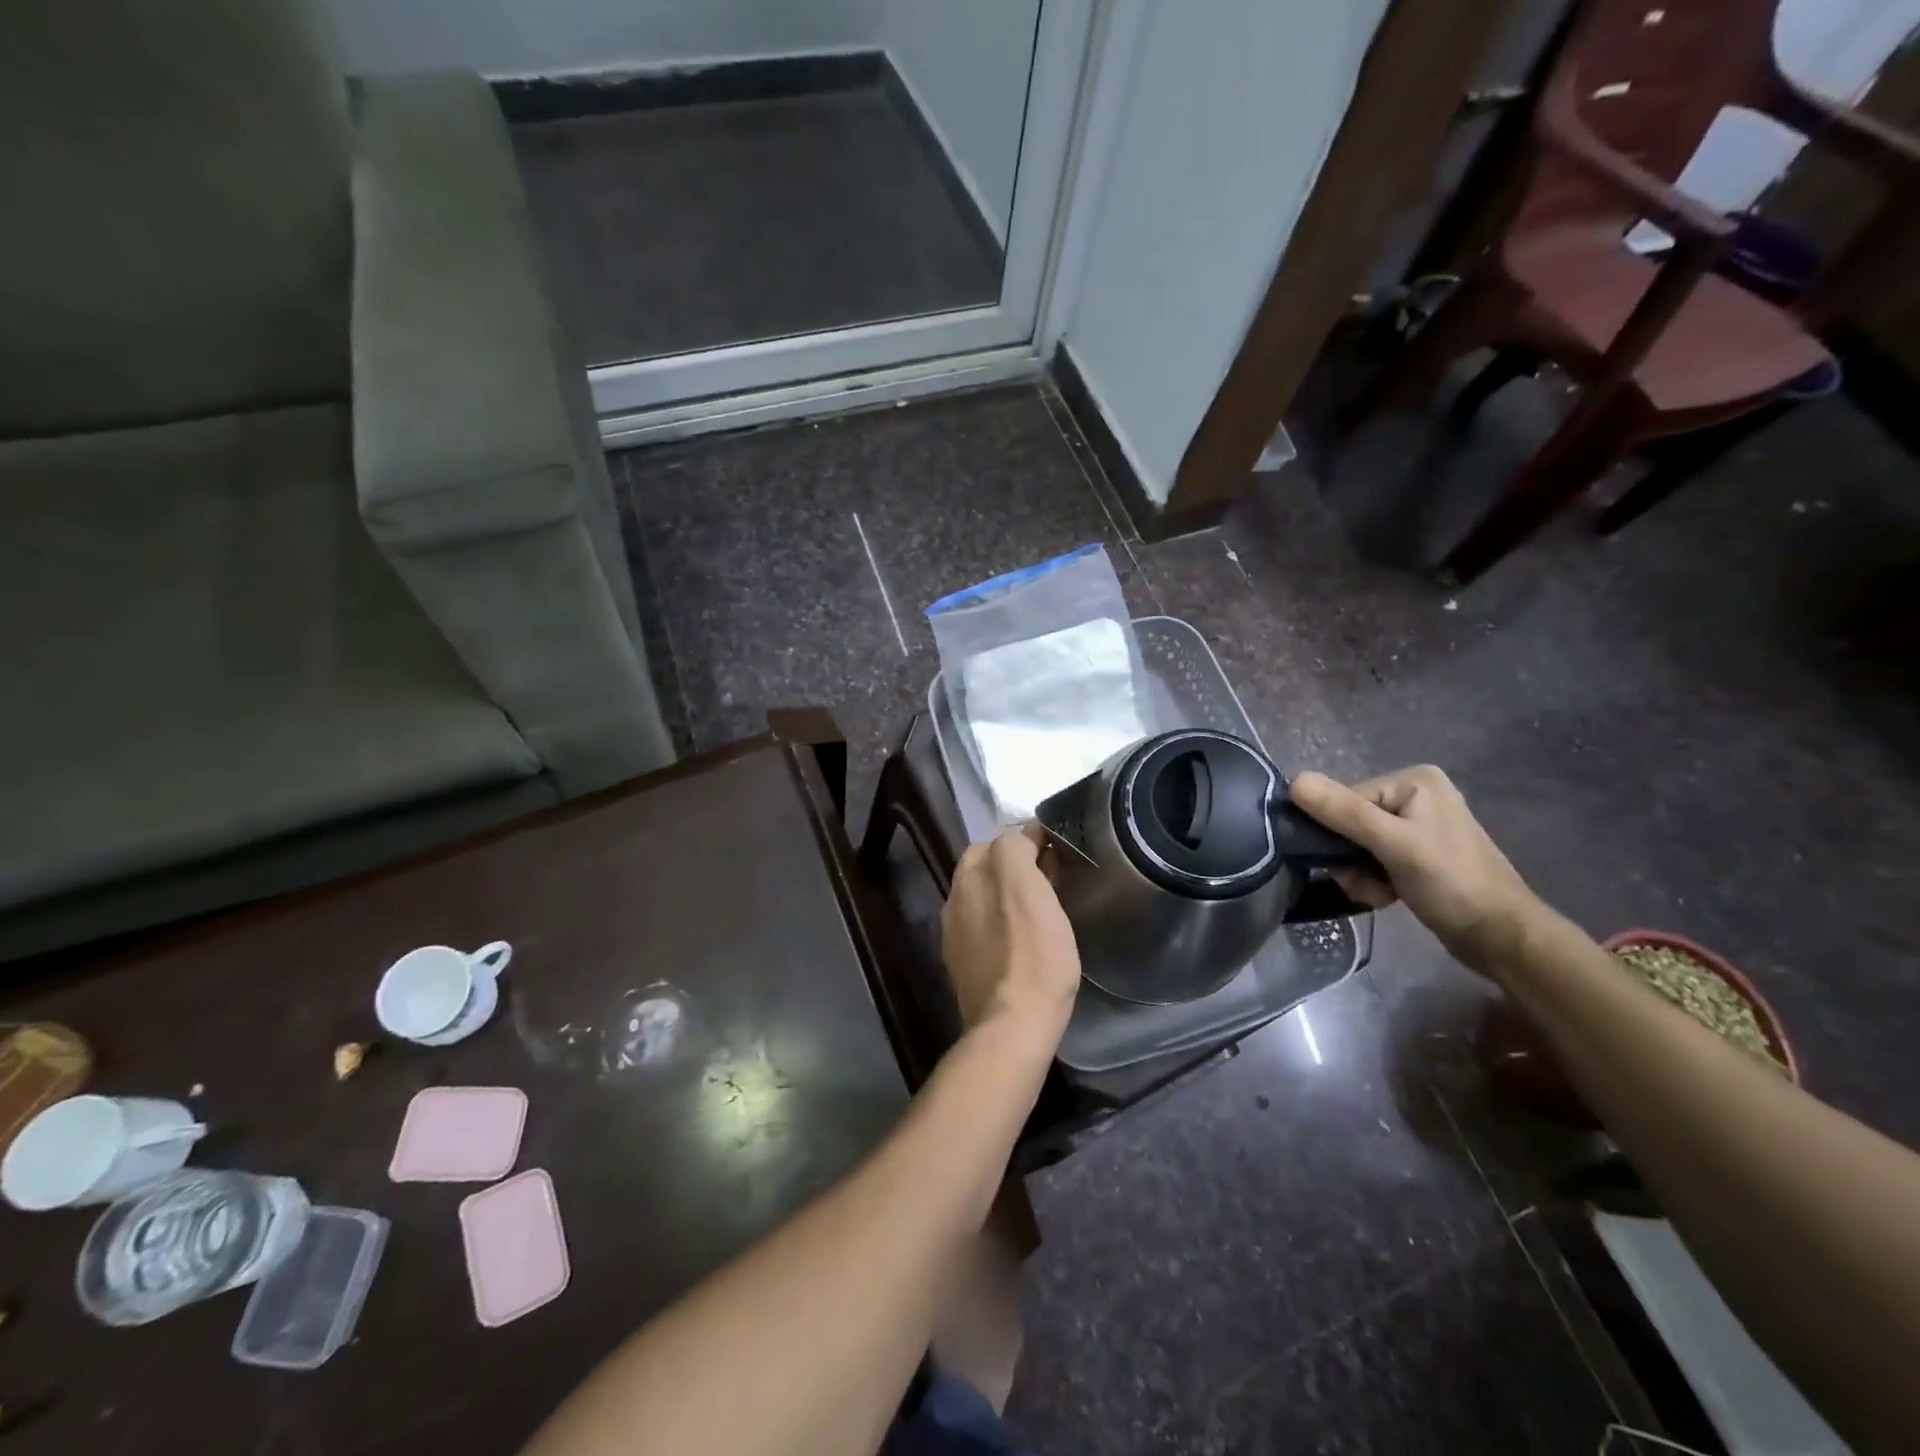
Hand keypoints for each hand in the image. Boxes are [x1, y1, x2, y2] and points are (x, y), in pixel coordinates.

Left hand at [941, 825, 1080, 1048]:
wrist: (1013, 1026)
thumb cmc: (1033, 954)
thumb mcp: (1029, 887)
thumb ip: (1017, 849)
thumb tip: (1022, 836)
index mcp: (968, 878)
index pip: (998, 842)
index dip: (1028, 843)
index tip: (1057, 854)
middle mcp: (954, 901)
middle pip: (986, 869)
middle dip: (1015, 868)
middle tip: (1050, 881)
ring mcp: (956, 937)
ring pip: (985, 900)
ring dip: (1007, 897)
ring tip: (1039, 911)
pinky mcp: (964, 967)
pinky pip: (985, 931)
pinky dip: (1002, 926)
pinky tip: (1022, 941)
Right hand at [1289, 766, 1539, 975]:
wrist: (1501, 937)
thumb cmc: (1451, 884)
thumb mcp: (1394, 845)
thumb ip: (1344, 812)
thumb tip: (1295, 781)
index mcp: (1413, 781)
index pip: (1346, 800)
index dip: (1338, 835)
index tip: (1350, 867)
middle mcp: (1415, 795)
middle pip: (1350, 822)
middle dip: (1351, 859)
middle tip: (1367, 884)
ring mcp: (1418, 824)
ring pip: (1358, 845)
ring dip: (1360, 874)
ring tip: (1379, 895)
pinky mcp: (1418, 851)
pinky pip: (1375, 858)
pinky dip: (1374, 879)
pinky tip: (1387, 897)